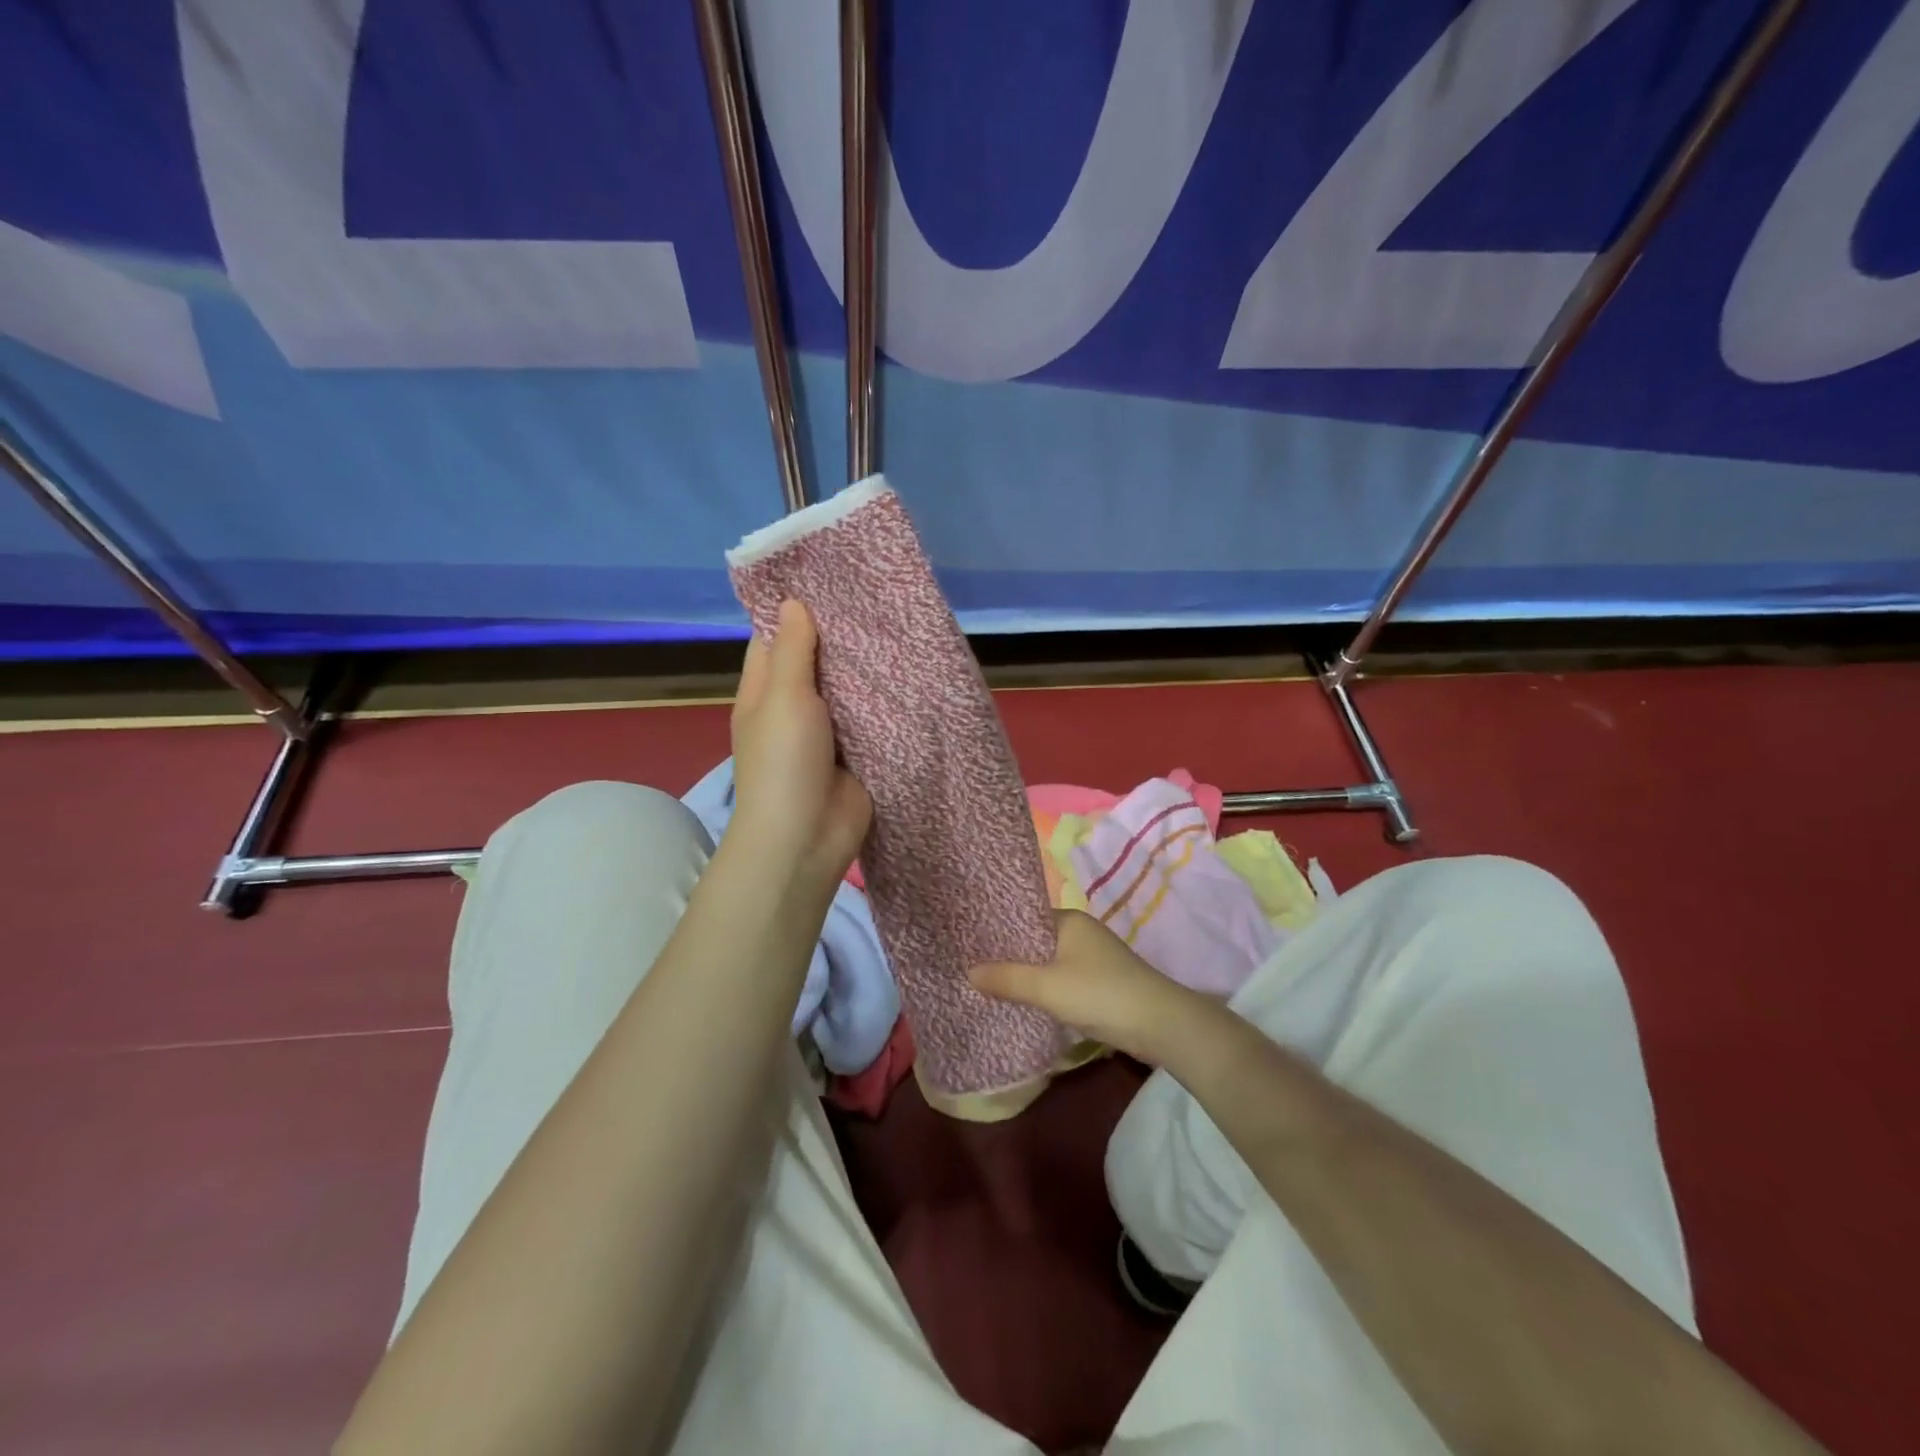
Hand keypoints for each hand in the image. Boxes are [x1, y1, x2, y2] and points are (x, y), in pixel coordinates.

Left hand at [727, 600, 872, 895]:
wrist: (808, 836)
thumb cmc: (785, 762)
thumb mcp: (783, 697)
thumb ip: (792, 651)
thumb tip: (794, 603)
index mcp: (763, 692)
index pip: (774, 639)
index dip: (797, 611)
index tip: (830, 581)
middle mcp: (793, 708)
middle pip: (816, 663)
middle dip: (841, 637)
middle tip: (877, 599)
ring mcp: (827, 733)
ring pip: (847, 690)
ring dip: (867, 668)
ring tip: (899, 625)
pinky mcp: (858, 753)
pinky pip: (871, 718)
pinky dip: (886, 699)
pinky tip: (911, 672)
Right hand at [969, 909, 1226, 1066]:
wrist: (1161, 1025)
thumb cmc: (1100, 994)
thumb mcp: (1047, 987)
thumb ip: (1007, 978)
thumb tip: (969, 971)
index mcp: (1069, 920)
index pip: (1024, 916)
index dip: (998, 929)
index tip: (968, 941)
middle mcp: (1081, 932)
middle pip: (1035, 940)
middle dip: (1008, 954)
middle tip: (971, 966)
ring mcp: (1093, 958)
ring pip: (1049, 961)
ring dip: (1026, 974)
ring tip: (990, 985)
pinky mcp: (1100, 982)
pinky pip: (1062, 978)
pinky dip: (1044, 987)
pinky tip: (1024, 1001)